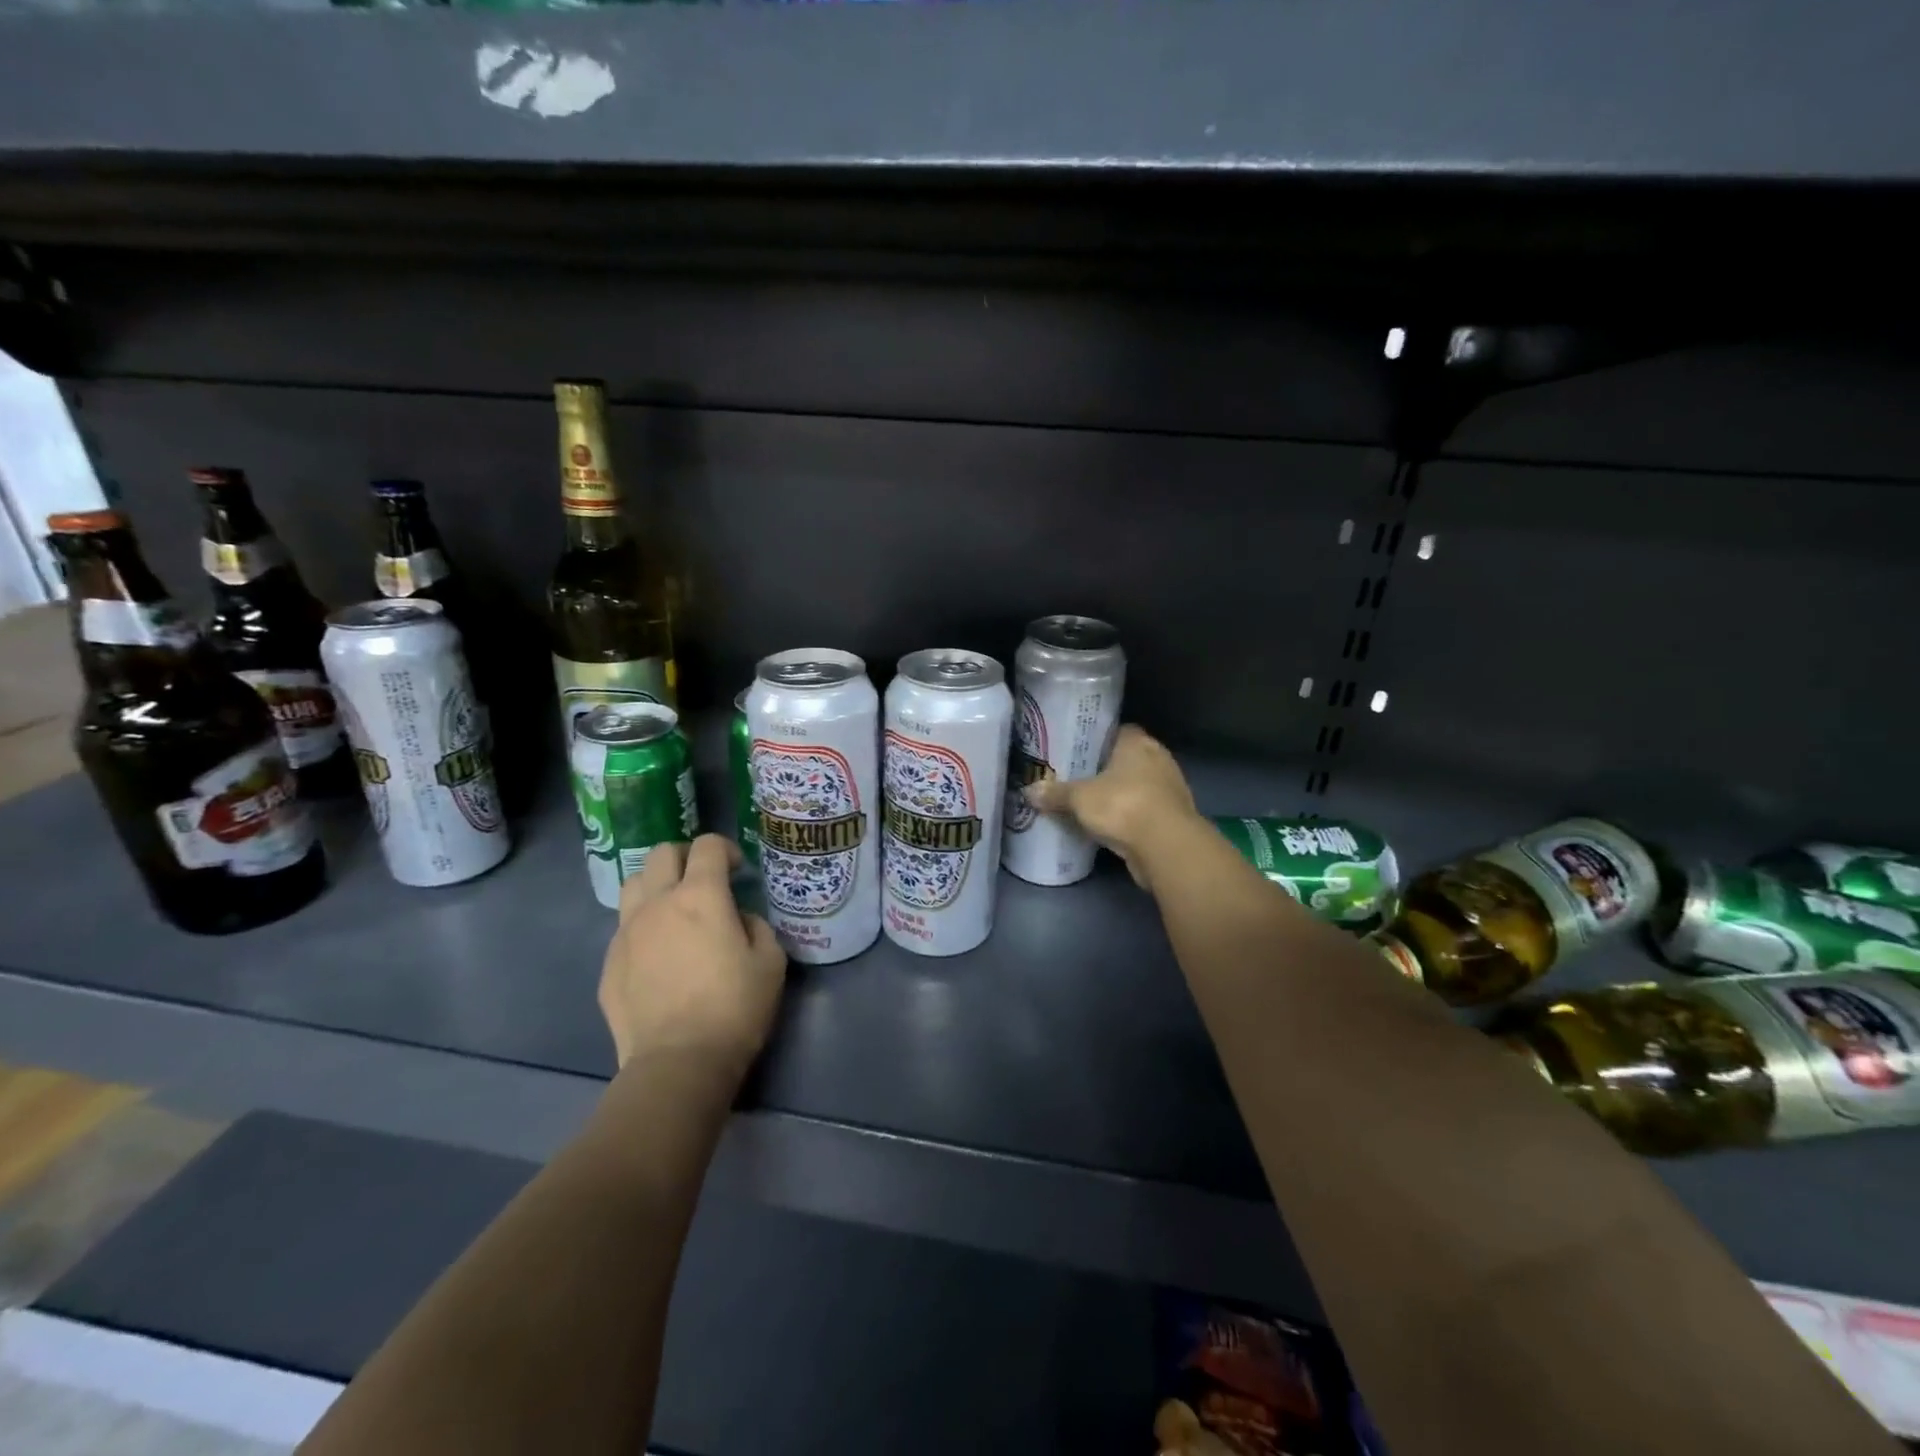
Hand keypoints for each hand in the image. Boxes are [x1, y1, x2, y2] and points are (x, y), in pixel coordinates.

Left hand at [598, 834, 786, 1075]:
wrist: (677, 1062)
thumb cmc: (734, 1008)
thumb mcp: (770, 962)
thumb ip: (755, 926)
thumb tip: (738, 918)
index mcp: (701, 896)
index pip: (707, 846)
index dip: (726, 849)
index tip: (738, 870)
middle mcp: (658, 903)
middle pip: (662, 853)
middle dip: (686, 857)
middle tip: (703, 880)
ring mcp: (627, 932)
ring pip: (633, 883)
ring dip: (656, 884)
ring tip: (673, 909)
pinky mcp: (609, 963)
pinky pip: (624, 927)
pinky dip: (643, 926)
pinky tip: (658, 954)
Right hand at [1024, 724, 1199, 888]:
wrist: (1166, 846)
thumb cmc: (1122, 805)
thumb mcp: (1079, 799)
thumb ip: (1055, 793)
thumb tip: (1028, 791)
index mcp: (1138, 742)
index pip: (1118, 730)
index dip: (1098, 739)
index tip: (1079, 750)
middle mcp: (1158, 758)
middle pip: (1127, 758)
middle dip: (1106, 768)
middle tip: (1078, 777)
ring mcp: (1170, 788)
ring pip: (1138, 785)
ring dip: (1120, 794)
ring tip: (1091, 803)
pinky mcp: (1173, 816)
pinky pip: (1144, 810)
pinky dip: (1130, 816)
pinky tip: (1109, 825)